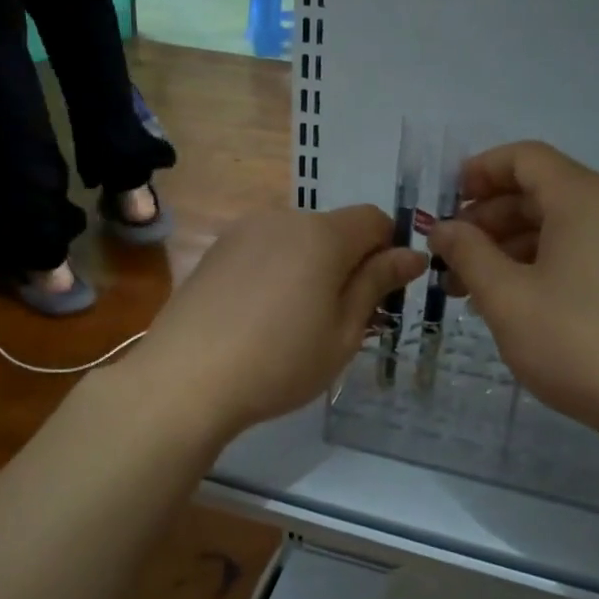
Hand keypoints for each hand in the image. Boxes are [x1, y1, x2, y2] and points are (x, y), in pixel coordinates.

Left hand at [135, 205, 426, 441]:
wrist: (186, 379)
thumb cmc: (280, 361)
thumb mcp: (343, 332)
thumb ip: (377, 284)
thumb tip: (412, 254)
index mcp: (323, 234)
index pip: (374, 219)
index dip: (388, 250)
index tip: (382, 293)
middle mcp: (283, 218)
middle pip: (333, 229)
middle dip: (347, 263)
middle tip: (341, 319)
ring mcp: (244, 232)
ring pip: (297, 241)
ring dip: (310, 268)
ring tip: (294, 322)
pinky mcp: (216, 251)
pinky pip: (264, 251)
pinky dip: (276, 272)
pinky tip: (259, 317)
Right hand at [428, 141, 598, 447]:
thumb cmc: (579, 342)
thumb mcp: (507, 298)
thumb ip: (468, 254)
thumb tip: (443, 229)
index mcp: (584, 197)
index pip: (525, 158)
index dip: (479, 172)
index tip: (446, 204)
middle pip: (542, 191)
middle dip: (489, 219)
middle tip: (451, 258)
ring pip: (562, 225)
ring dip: (512, 247)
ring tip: (475, 290)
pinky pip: (584, 250)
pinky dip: (545, 263)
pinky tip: (518, 302)